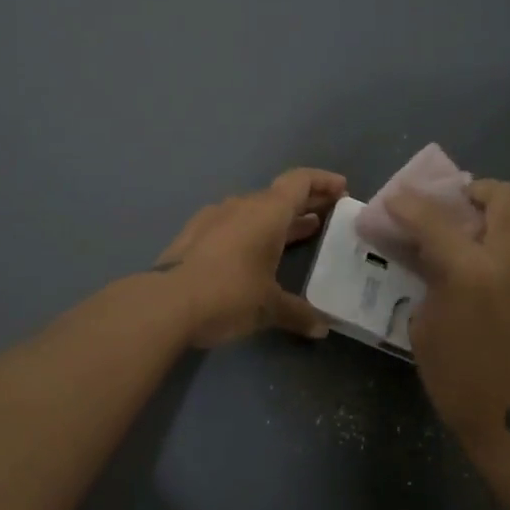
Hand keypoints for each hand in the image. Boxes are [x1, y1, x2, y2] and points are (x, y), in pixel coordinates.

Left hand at [153, 168, 347, 347]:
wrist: (166, 302)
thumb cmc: (229, 294)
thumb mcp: (269, 307)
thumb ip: (298, 313)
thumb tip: (322, 328)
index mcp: (268, 211)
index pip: (300, 181)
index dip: (323, 181)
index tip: (342, 189)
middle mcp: (243, 205)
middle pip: (280, 194)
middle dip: (306, 202)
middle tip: (329, 214)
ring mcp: (215, 217)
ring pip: (256, 209)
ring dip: (280, 218)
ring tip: (302, 232)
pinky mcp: (196, 233)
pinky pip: (234, 223)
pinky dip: (253, 231)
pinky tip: (256, 252)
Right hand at [387, 179, 509, 453]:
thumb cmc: (458, 379)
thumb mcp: (425, 324)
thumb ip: (429, 276)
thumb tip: (429, 249)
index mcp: (470, 272)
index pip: (432, 218)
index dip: (408, 204)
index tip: (397, 201)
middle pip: (502, 195)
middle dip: (476, 193)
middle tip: (461, 209)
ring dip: (508, 216)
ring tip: (493, 235)